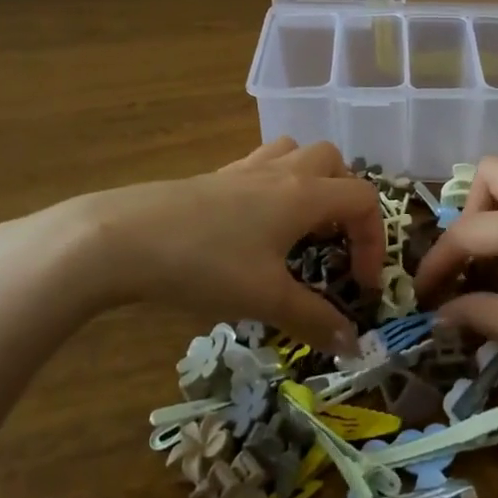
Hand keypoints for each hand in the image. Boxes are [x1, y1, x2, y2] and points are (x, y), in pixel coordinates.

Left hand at [0, 138, 383, 349]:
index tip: (361, 283)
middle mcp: (282, 172)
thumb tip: (353, 344)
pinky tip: (254, 225)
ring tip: (299, 224)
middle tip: (334, 241)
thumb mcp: (265, 298)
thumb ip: (313, 319)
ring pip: (295, 153)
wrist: (121, 239)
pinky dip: (273, 185)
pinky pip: (260, 165)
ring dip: (310, 181)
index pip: (364, 199)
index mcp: (304, 194)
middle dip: (346, 199)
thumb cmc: (205, 264)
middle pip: (334, 161)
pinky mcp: (214, 177)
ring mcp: (245, 170)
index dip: (375, 240)